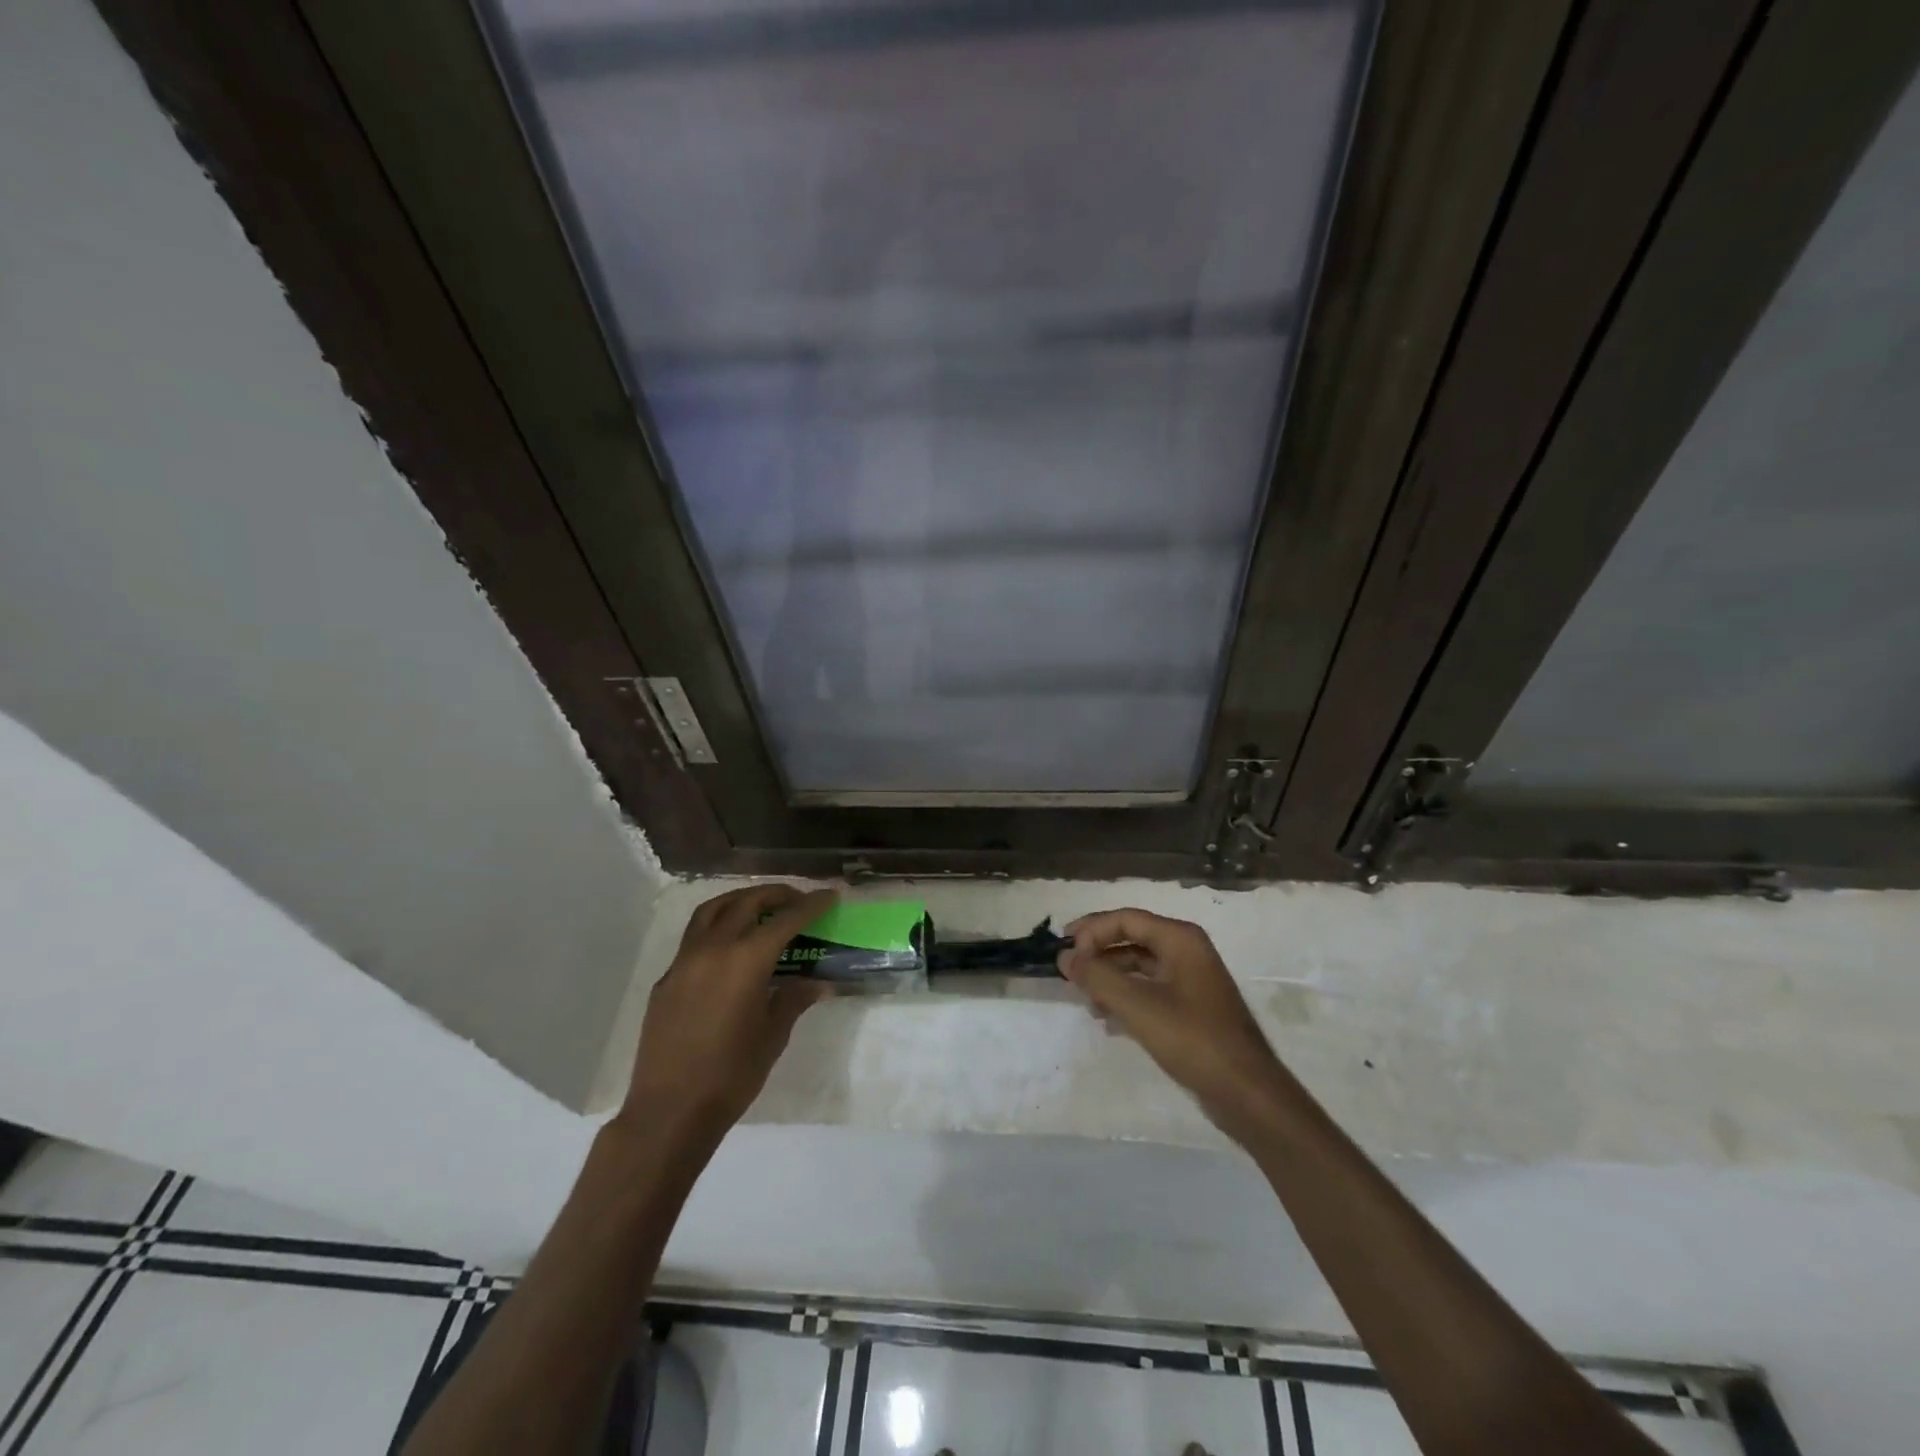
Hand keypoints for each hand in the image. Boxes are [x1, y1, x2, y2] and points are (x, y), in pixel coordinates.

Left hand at [619, 885, 835, 1156]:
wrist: (670, 1111)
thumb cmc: (731, 1075)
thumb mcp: (773, 1036)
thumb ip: (794, 999)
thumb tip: (818, 983)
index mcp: (746, 960)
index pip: (786, 919)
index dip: (811, 905)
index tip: (830, 895)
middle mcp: (713, 949)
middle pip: (747, 903)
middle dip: (776, 894)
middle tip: (798, 899)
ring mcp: (684, 961)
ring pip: (712, 910)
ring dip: (740, 900)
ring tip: (759, 906)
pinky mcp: (666, 979)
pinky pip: (693, 937)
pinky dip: (715, 926)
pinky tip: (728, 947)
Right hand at [1058, 908, 1292, 1142]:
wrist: (1246, 1093)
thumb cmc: (1192, 1039)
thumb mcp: (1137, 1005)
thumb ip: (1097, 976)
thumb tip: (1065, 956)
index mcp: (1180, 938)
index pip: (1126, 919)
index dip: (1090, 930)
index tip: (1063, 951)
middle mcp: (1187, 951)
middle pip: (1132, 939)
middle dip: (1098, 955)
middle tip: (1070, 975)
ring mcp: (1191, 980)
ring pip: (1139, 966)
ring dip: (1110, 979)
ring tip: (1088, 1002)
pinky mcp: (1192, 1007)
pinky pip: (1150, 989)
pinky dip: (1127, 998)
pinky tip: (1110, 1020)